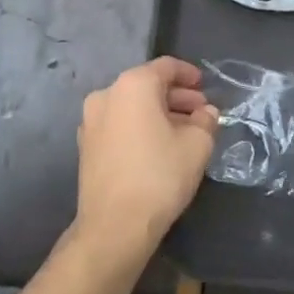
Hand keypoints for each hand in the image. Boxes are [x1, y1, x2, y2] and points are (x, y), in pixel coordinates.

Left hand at [72, 57, 218, 268]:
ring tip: (184, 132)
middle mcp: (107, 94)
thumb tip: (206, 113)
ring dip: (158, 113)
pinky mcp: (86, 146)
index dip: (189, 74)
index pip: (166, 67)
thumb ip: (206, 120)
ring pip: (132, 106)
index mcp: (133, 85)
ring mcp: (91, 121)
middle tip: (200, 113)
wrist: (114, 226)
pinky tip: (159, 147)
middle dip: (176, 97)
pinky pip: (119, 124)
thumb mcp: (197, 144)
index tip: (205, 87)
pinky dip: (140, 127)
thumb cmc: (159, 175)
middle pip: (148, 85)